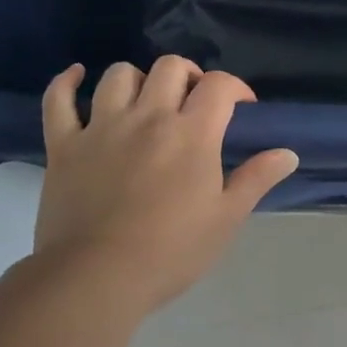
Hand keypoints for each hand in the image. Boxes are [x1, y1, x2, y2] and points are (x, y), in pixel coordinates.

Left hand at [34, 57, 298, 311]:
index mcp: (191, 133)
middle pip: (170, 67)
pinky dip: (65, 84)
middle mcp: (148, 117)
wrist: (96, 279)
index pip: (219, 85)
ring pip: (119, 75)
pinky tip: (76, 77)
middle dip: (188, 76)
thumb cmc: (170, 251)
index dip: (235, 87)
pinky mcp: (64, 144)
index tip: (241, 106)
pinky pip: (58, 100)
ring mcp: (102, 127)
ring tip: (144, 100)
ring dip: (137, 79)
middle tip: (193, 101)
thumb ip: (256, 179)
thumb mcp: (225, 219)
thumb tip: (288, 153)